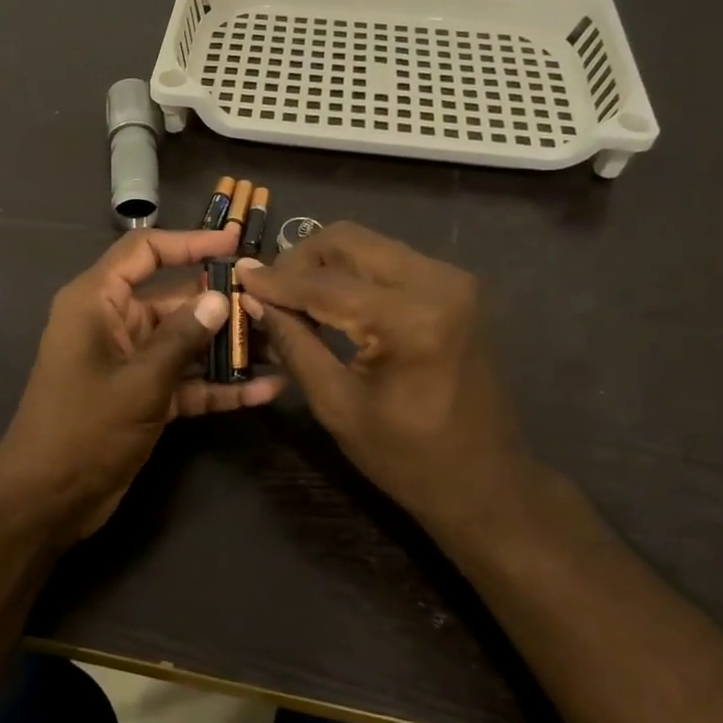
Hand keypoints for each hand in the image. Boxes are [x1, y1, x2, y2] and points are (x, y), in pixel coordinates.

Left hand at [0, 227, 287, 538]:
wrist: (47, 500)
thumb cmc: (84, 428)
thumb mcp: (139, 381)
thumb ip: (182, 338)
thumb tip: (220, 299)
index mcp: (97, 302)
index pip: (144, 252)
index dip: (190, 243)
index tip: (236, 244)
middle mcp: (113, 323)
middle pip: (173, 298)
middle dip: (221, 302)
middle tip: (272, 301)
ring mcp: (129, 362)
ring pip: (184, 341)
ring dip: (226, 346)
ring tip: (281, 344)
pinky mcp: (142, 396)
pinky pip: (185, 380)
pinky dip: (218, 385)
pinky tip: (265, 390)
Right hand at [239, 222, 537, 537]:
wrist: (486, 481)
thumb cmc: (407, 459)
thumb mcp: (337, 405)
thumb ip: (294, 343)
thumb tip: (253, 299)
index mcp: (412, 320)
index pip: (325, 284)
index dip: (275, 281)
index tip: (236, 275)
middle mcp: (437, 283)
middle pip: (347, 241)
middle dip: (299, 261)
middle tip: (268, 292)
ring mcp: (451, 280)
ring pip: (367, 244)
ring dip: (324, 264)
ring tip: (293, 299)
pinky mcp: (454, 287)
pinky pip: (388, 260)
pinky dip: (351, 273)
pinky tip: (329, 302)